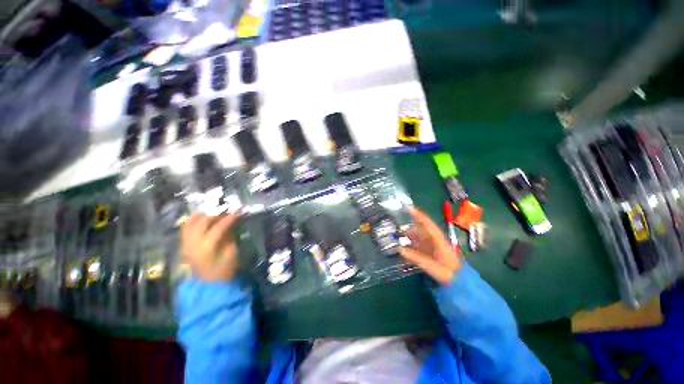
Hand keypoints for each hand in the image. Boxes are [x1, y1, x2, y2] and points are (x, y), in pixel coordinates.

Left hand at [181, 213, 239, 281]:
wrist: (209, 284)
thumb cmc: (224, 270)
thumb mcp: (232, 253)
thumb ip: (230, 236)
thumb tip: (232, 223)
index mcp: (206, 248)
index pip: (218, 227)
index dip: (229, 218)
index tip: (238, 211)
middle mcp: (192, 244)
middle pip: (202, 222)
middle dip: (216, 215)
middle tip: (227, 213)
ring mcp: (186, 244)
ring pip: (190, 223)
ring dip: (203, 216)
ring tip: (215, 215)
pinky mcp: (184, 245)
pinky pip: (186, 228)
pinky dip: (194, 221)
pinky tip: (203, 220)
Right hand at [400, 207, 462, 284]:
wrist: (461, 283)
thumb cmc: (449, 273)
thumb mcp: (432, 266)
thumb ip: (415, 257)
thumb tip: (400, 250)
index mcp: (438, 240)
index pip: (427, 223)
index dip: (418, 215)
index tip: (407, 208)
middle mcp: (435, 240)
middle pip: (421, 230)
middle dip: (409, 228)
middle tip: (397, 229)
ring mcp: (434, 247)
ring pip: (419, 238)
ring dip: (409, 237)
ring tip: (398, 239)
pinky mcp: (432, 253)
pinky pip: (419, 246)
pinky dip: (411, 246)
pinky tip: (404, 249)